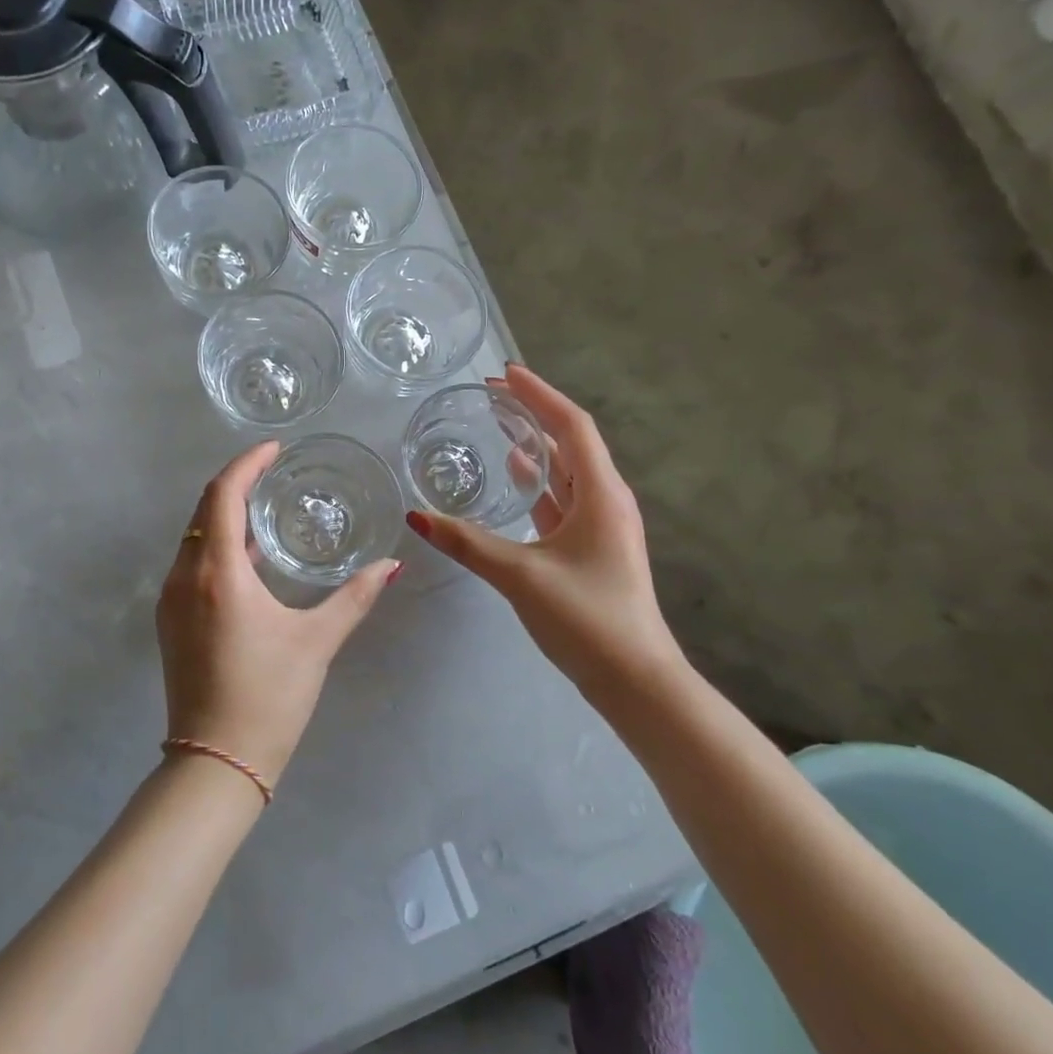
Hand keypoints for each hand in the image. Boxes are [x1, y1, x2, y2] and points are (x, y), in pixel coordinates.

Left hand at [156, 443, 400, 786]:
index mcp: (217, 573)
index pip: (223, 495)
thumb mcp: (316, 642)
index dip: (246, 464)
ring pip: (195, 538)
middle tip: (275, 472)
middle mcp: (184, 577)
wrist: (214, 763)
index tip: (275, 449)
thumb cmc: (268, 696)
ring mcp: (171, 600)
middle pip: (205, 511)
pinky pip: (192, 565)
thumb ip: (354, 597)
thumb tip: (391, 565)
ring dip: (226, 517)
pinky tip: (250, 561)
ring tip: (267, 509)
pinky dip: (218, 548)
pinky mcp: (170, 622)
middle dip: (237, 484)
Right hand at [405, 364, 687, 706]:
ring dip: (537, 446)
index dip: (538, 395)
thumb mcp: (520, 575)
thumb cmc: (586, 617)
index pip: (571, 426)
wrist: (635, 680)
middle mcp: (607, 500)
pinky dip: (539, 482)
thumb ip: (467, 543)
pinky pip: (563, 499)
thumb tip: (416, 517)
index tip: (504, 373)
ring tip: (499, 425)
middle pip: (571, 441)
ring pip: (568, 471)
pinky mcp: (593, 548)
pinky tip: (515, 478)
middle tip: (492, 396)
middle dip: (534, 413)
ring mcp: (603, 526)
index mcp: (601, 494)